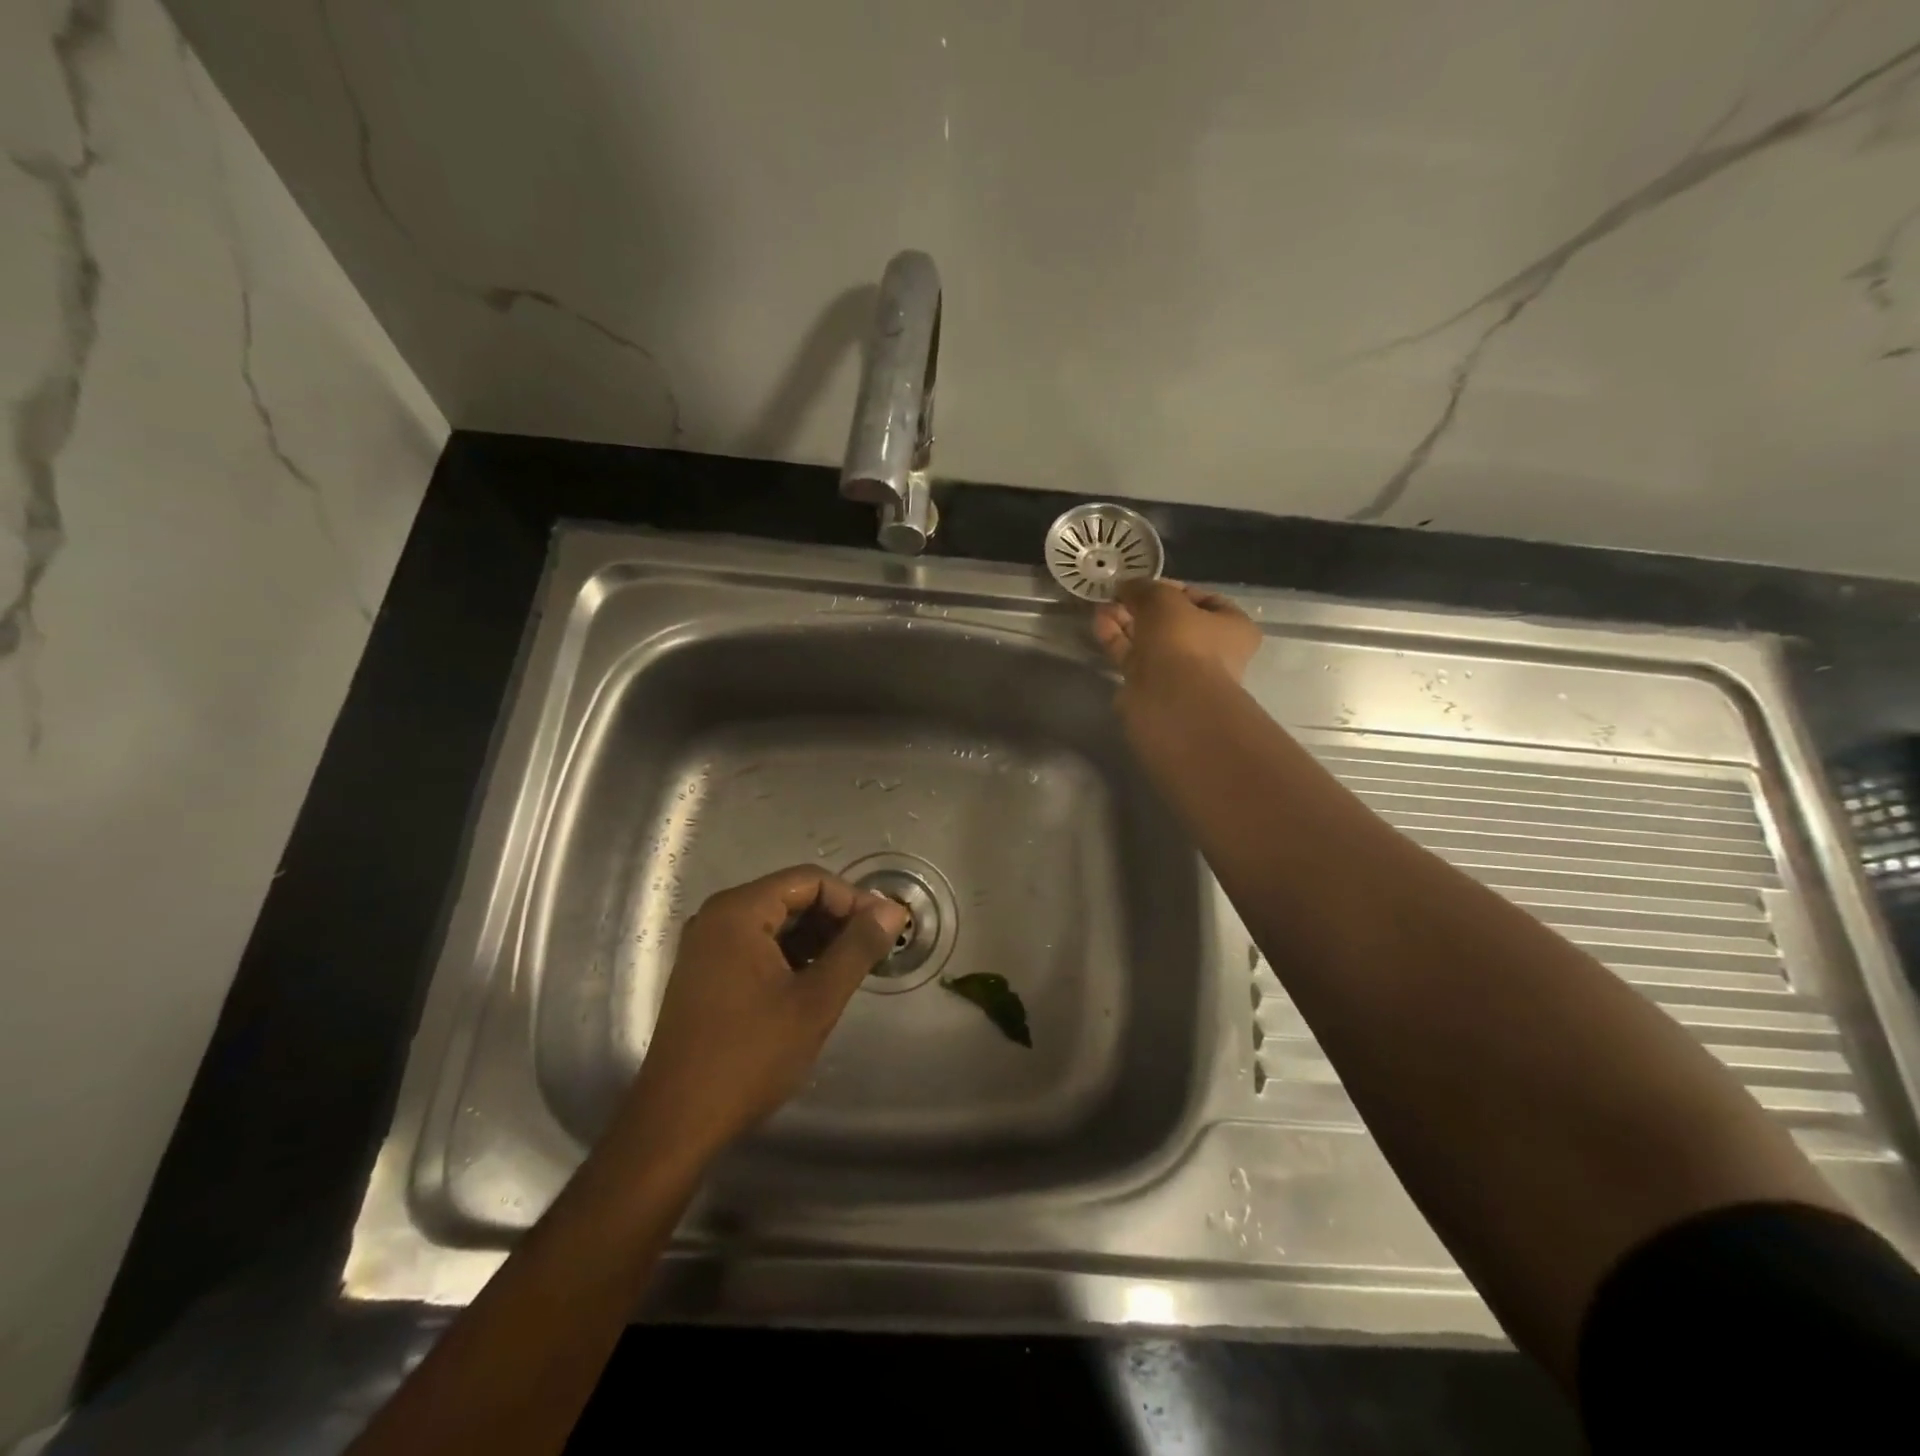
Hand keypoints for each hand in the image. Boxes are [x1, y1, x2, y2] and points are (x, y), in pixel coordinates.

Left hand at [610, 866, 908, 1167]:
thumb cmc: (750, 1056)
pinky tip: (815, 984)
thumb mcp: (816, 1001)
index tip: (883, 931)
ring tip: (851, 969)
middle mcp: (717, 917)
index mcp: (738, 911)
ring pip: (775, 923)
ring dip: (816, 939)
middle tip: (872, 951)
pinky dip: (791, 957)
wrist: (677, 1123)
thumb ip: (857, 949)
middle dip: (836, 919)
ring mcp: (706, 946)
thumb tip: (892, 910)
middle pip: (791, 897)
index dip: (852, 900)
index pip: (809, 880)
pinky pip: (757, 946)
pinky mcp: (705, 973)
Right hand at [1094, 580, 1261, 701]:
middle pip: (1172, 621)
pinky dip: (1117, 640)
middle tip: (1117, 595)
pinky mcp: (1152, 687)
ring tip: (1101, 606)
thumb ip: (1144, 588)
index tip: (1145, 584)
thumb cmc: (1182, 641)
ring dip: (1126, 622)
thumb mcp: (1163, 599)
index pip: (1203, 599)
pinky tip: (1099, 623)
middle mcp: (1210, 650)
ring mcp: (1180, 672)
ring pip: (1149, 640)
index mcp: (1232, 626)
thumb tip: (1126, 586)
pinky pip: (1133, 657)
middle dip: (1142, 606)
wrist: (1171, 701)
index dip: (1172, 587)